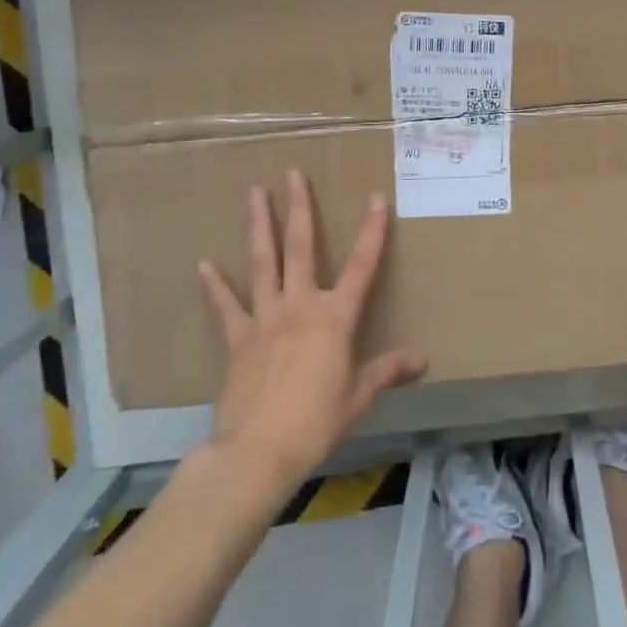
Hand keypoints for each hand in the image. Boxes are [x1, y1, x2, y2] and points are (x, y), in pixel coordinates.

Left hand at [198, 170, 425, 487]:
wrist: (258, 452)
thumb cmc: (317, 423)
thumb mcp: (359, 397)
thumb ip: (387, 371)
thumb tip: (422, 359)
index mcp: (335, 317)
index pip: (361, 265)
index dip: (371, 230)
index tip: (375, 197)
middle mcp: (300, 306)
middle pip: (301, 247)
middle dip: (299, 208)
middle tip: (292, 174)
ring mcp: (265, 319)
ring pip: (263, 263)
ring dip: (259, 226)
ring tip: (253, 193)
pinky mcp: (238, 339)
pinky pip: (226, 307)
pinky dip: (215, 286)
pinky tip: (204, 264)